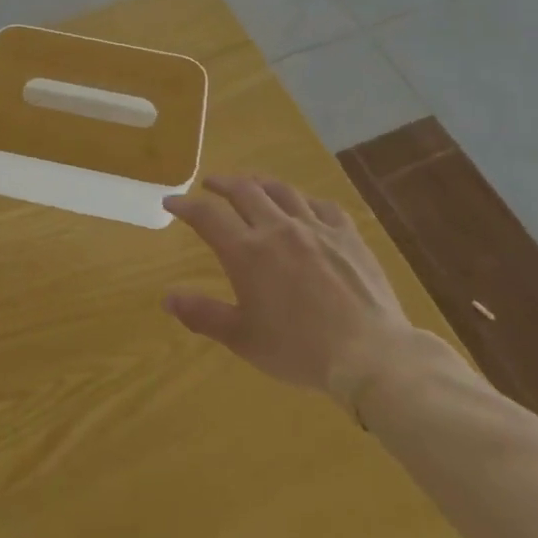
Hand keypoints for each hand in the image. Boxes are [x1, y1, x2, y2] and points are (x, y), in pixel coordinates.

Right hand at [163, 176, 416, 403]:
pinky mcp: (347, 234)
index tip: (171, 202)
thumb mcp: (243, 338)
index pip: (207, 216)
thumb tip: (167, 298)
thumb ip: (203, 315)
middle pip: (243, 191)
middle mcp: (277, 228)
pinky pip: (322, 205)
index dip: (185, 205)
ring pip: (281, 190)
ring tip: (251, 185)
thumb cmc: (299, 350)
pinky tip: (304, 206)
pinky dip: (305, 201)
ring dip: (259, 183)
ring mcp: (315, 227)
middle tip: (210, 184)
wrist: (370, 354)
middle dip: (221, 183)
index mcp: (247, 252)